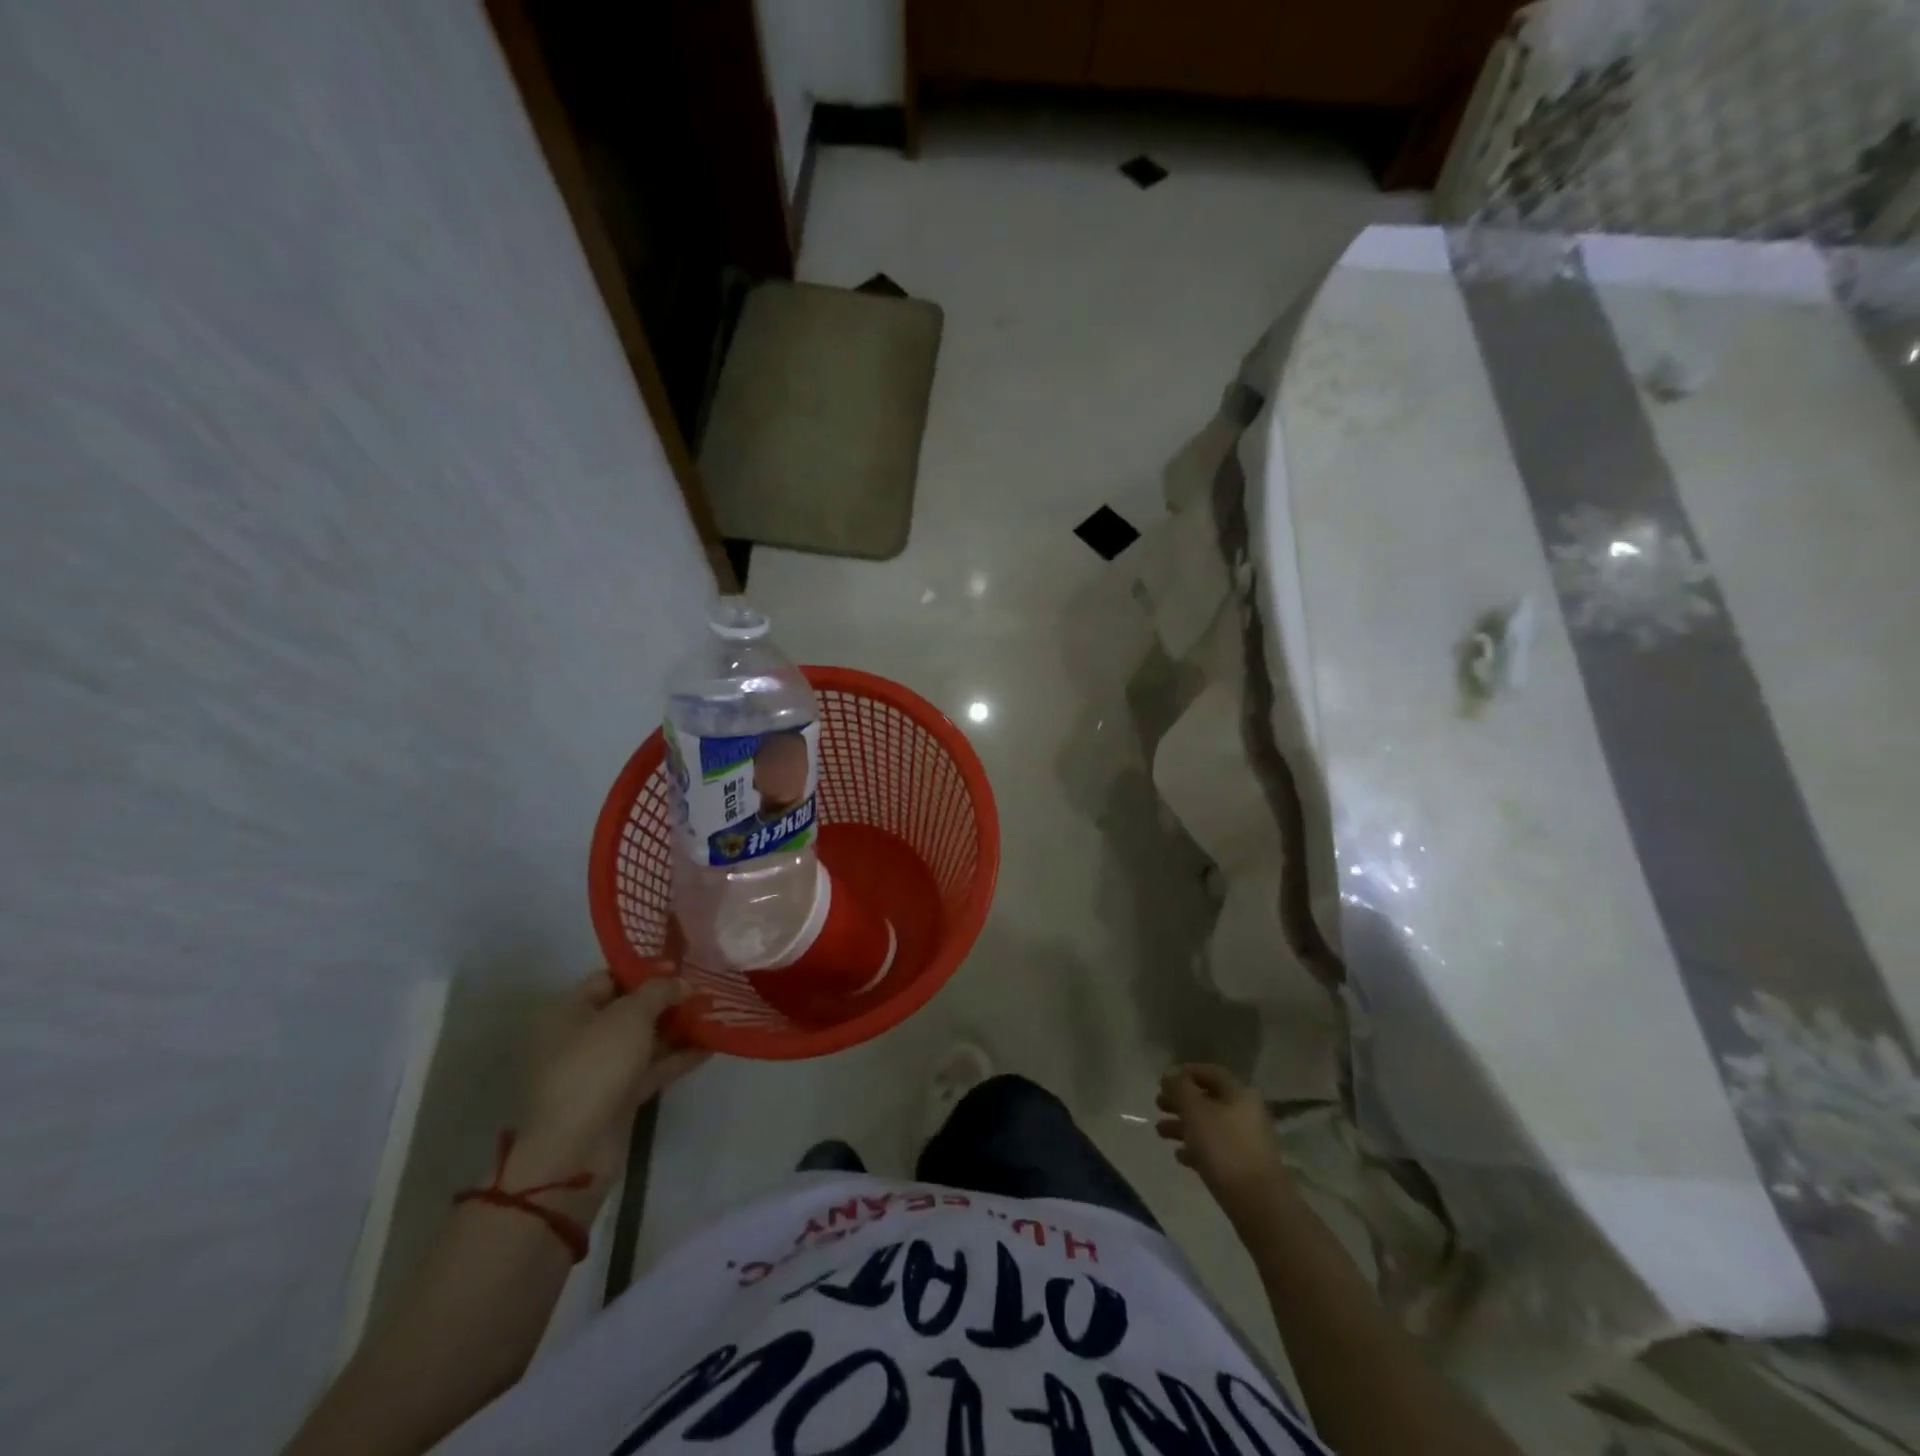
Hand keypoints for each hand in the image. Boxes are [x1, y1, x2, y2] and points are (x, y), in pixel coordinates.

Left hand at [510, 972, 707, 1216]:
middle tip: (704, 989)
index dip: (644, 970)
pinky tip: (711, 1046)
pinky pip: (653, 1068)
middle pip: (630, 1010)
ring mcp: (601, 1069)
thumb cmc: (596, 1065)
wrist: (576, 1146)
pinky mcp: (619, 1096)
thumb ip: (659, 991)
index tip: (681, 967)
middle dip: (667, 1000)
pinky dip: (678, 1058)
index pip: (609, 978)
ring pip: (644, 1040)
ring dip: (677, 1029)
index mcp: (571, 1012)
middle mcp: (582, 1037)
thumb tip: (681, 983)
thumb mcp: (631, 1015)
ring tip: (715, 1014)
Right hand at [1157, 1064, 1290, 1221]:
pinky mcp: (1244, 1166)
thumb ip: (1179, 1088)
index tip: (1164, 1081)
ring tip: (1160, 1132)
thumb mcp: (1195, 1111)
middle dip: (1181, 1102)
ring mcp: (1247, 1140)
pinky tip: (1181, 1157)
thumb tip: (1170, 1075)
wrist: (1259, 1203)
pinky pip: (1216, 1149)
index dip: (1186, 1073)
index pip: (1210, 1073)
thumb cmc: (1224, 1148)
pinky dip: (1197, 1148)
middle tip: (1158, 1105)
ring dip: (1184, 1126)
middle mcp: (1246, 1112)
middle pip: (1208, 1100)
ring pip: (1210, 1125)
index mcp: (1238, 1093)